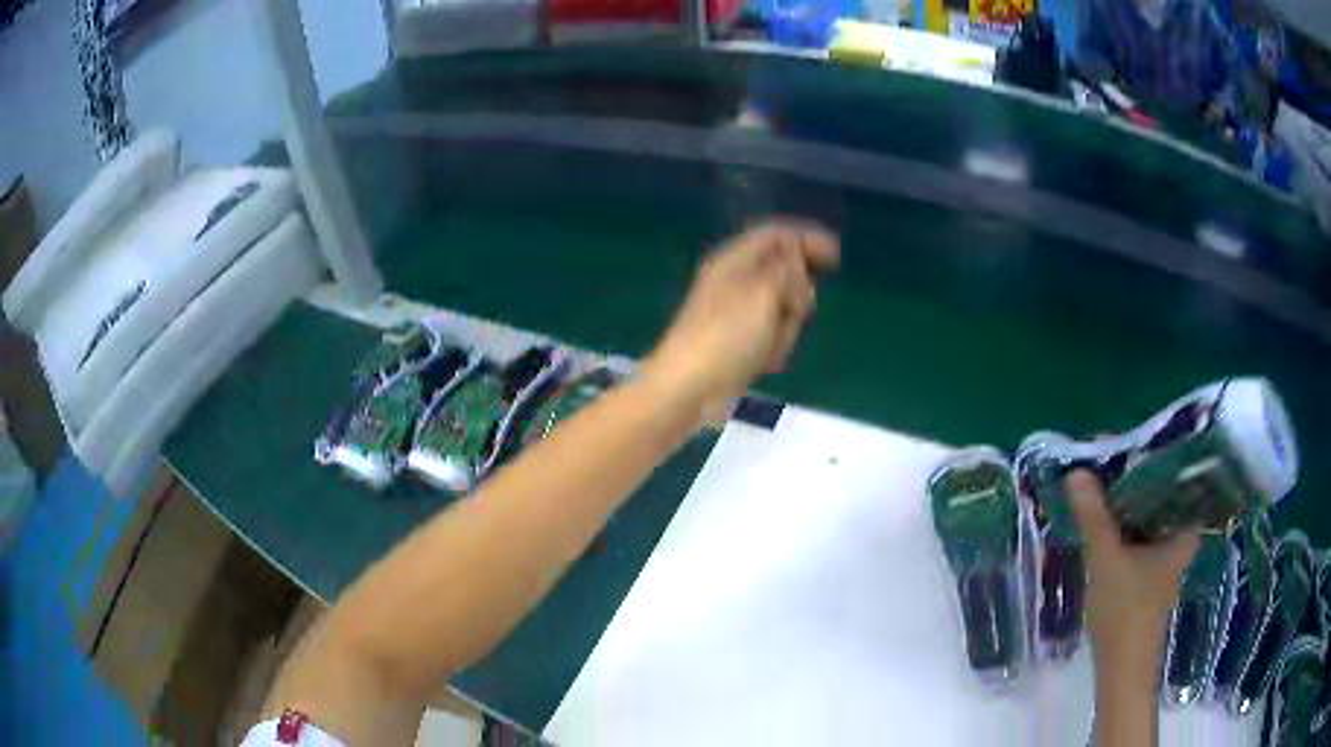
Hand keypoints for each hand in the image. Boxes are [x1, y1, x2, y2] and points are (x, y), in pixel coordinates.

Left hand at [640, 220, 838, 415]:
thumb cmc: (727, 336)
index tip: (836, 257)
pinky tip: (765, 361)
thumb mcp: (764, 293)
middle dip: (797, 293)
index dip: (808, 239)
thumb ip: (788, 268)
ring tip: (772, 343)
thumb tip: (798, 253)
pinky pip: (773, 333)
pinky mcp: (740, 339)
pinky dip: (775, 344)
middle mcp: (736, 280)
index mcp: (736, 259)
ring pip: (783, 306)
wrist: (688, 388)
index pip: (777, 234)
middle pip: (785, 272)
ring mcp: (738, 311)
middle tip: (794, 310)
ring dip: (786, 325)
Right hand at [1069, 470, 1199, 687]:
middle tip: (1105, 465)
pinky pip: (1140, 538)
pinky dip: (1124, 529)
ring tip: (1101, 487)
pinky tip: (1105, 524)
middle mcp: (1180, 539)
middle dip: (1133, 482)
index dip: (1148, 459)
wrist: (1122, 669)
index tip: (1120, 448)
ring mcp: (1165, 559)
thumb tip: (1077, 472)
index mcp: (1183, 529)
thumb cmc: (1125, 611)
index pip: (1172, 478)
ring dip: (1126, 507)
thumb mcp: (1106, 559)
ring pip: (1147, 520)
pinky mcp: (1151, 575)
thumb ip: (1094, 516)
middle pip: (1158, 498)